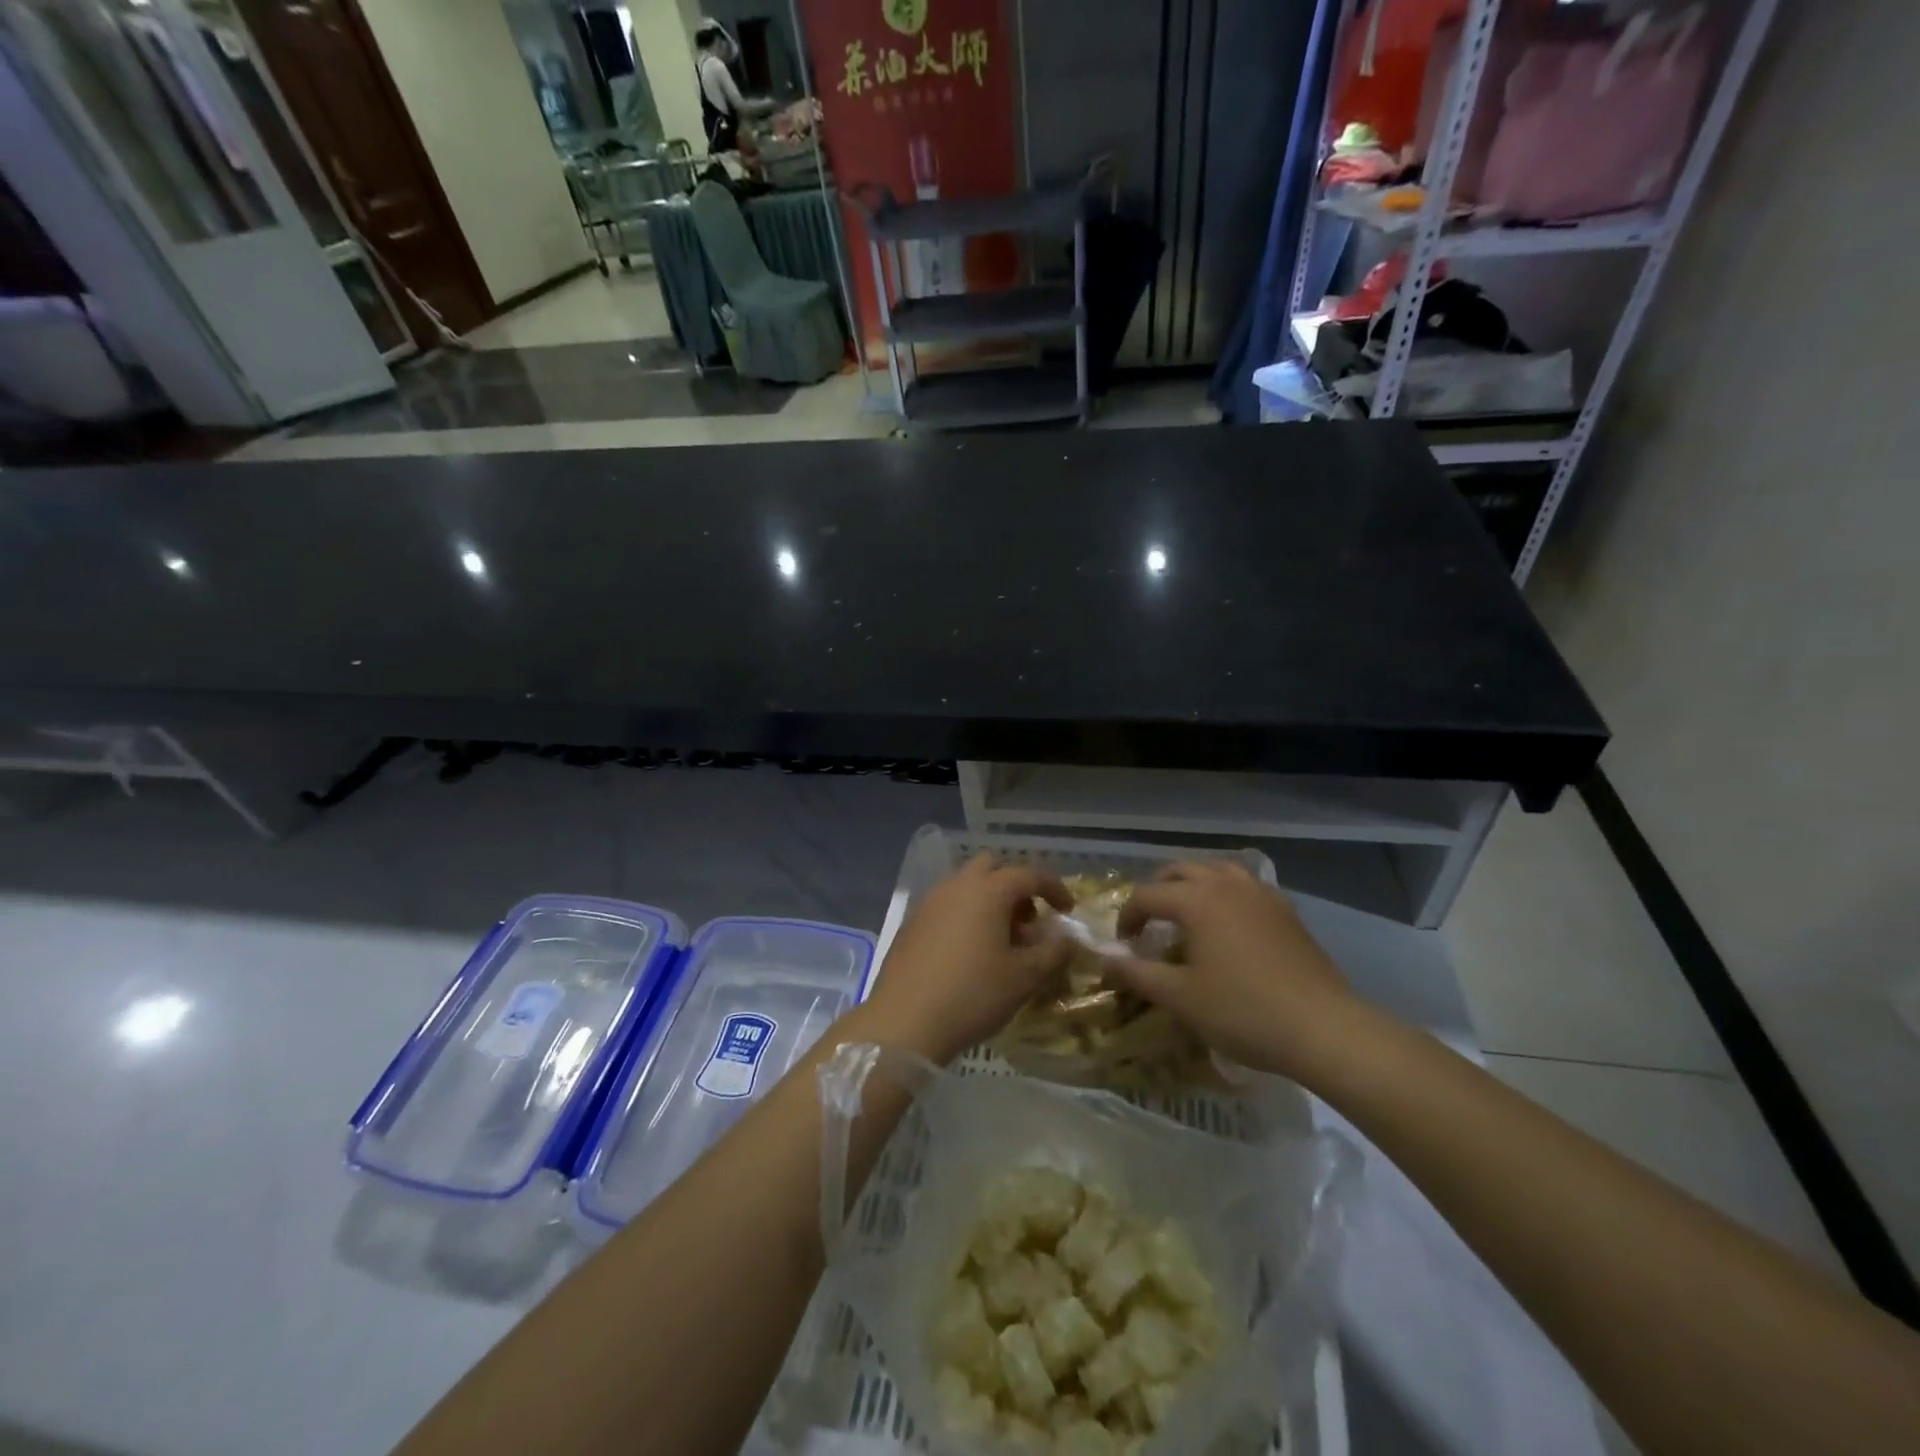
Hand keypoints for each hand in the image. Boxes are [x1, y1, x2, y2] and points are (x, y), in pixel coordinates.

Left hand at [858, 855, 1073, 1064]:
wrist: (904, 1020)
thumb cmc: (973, 994)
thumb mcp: (1024, 977)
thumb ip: (1053, 952)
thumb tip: (1067, 938)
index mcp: (988, 890)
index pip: (1029, 874)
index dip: (1054, 888)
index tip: (1068, 910)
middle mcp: (957, 885)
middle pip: (992, 868)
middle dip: (1015, 887)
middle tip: (1028, 922)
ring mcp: (930, 902)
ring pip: (967, 885)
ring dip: (990, 901)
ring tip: (1001, 941)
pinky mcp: (912, 922)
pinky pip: (947, 905)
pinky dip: (966, 915)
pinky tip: (970, 952)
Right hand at [1110, 860, 1370, 1082]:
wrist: (1324, 1028)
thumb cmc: (1243, 1011)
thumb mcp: (1180, 998)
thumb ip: (1137, 974)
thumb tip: (1104, 961)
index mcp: (1196, 900)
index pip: (1146, 896)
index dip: (1127, 917)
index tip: (1123, 945)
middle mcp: (1226, 884)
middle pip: (1180, 871)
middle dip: (1157, 891)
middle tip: (1149, 923)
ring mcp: (1261, 894)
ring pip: (1216, 870)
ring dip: (1192, 885)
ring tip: (1186, 913)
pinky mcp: (1286, 910)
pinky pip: (1245, 885)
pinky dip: (1225, 893)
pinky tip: (1229, 923)